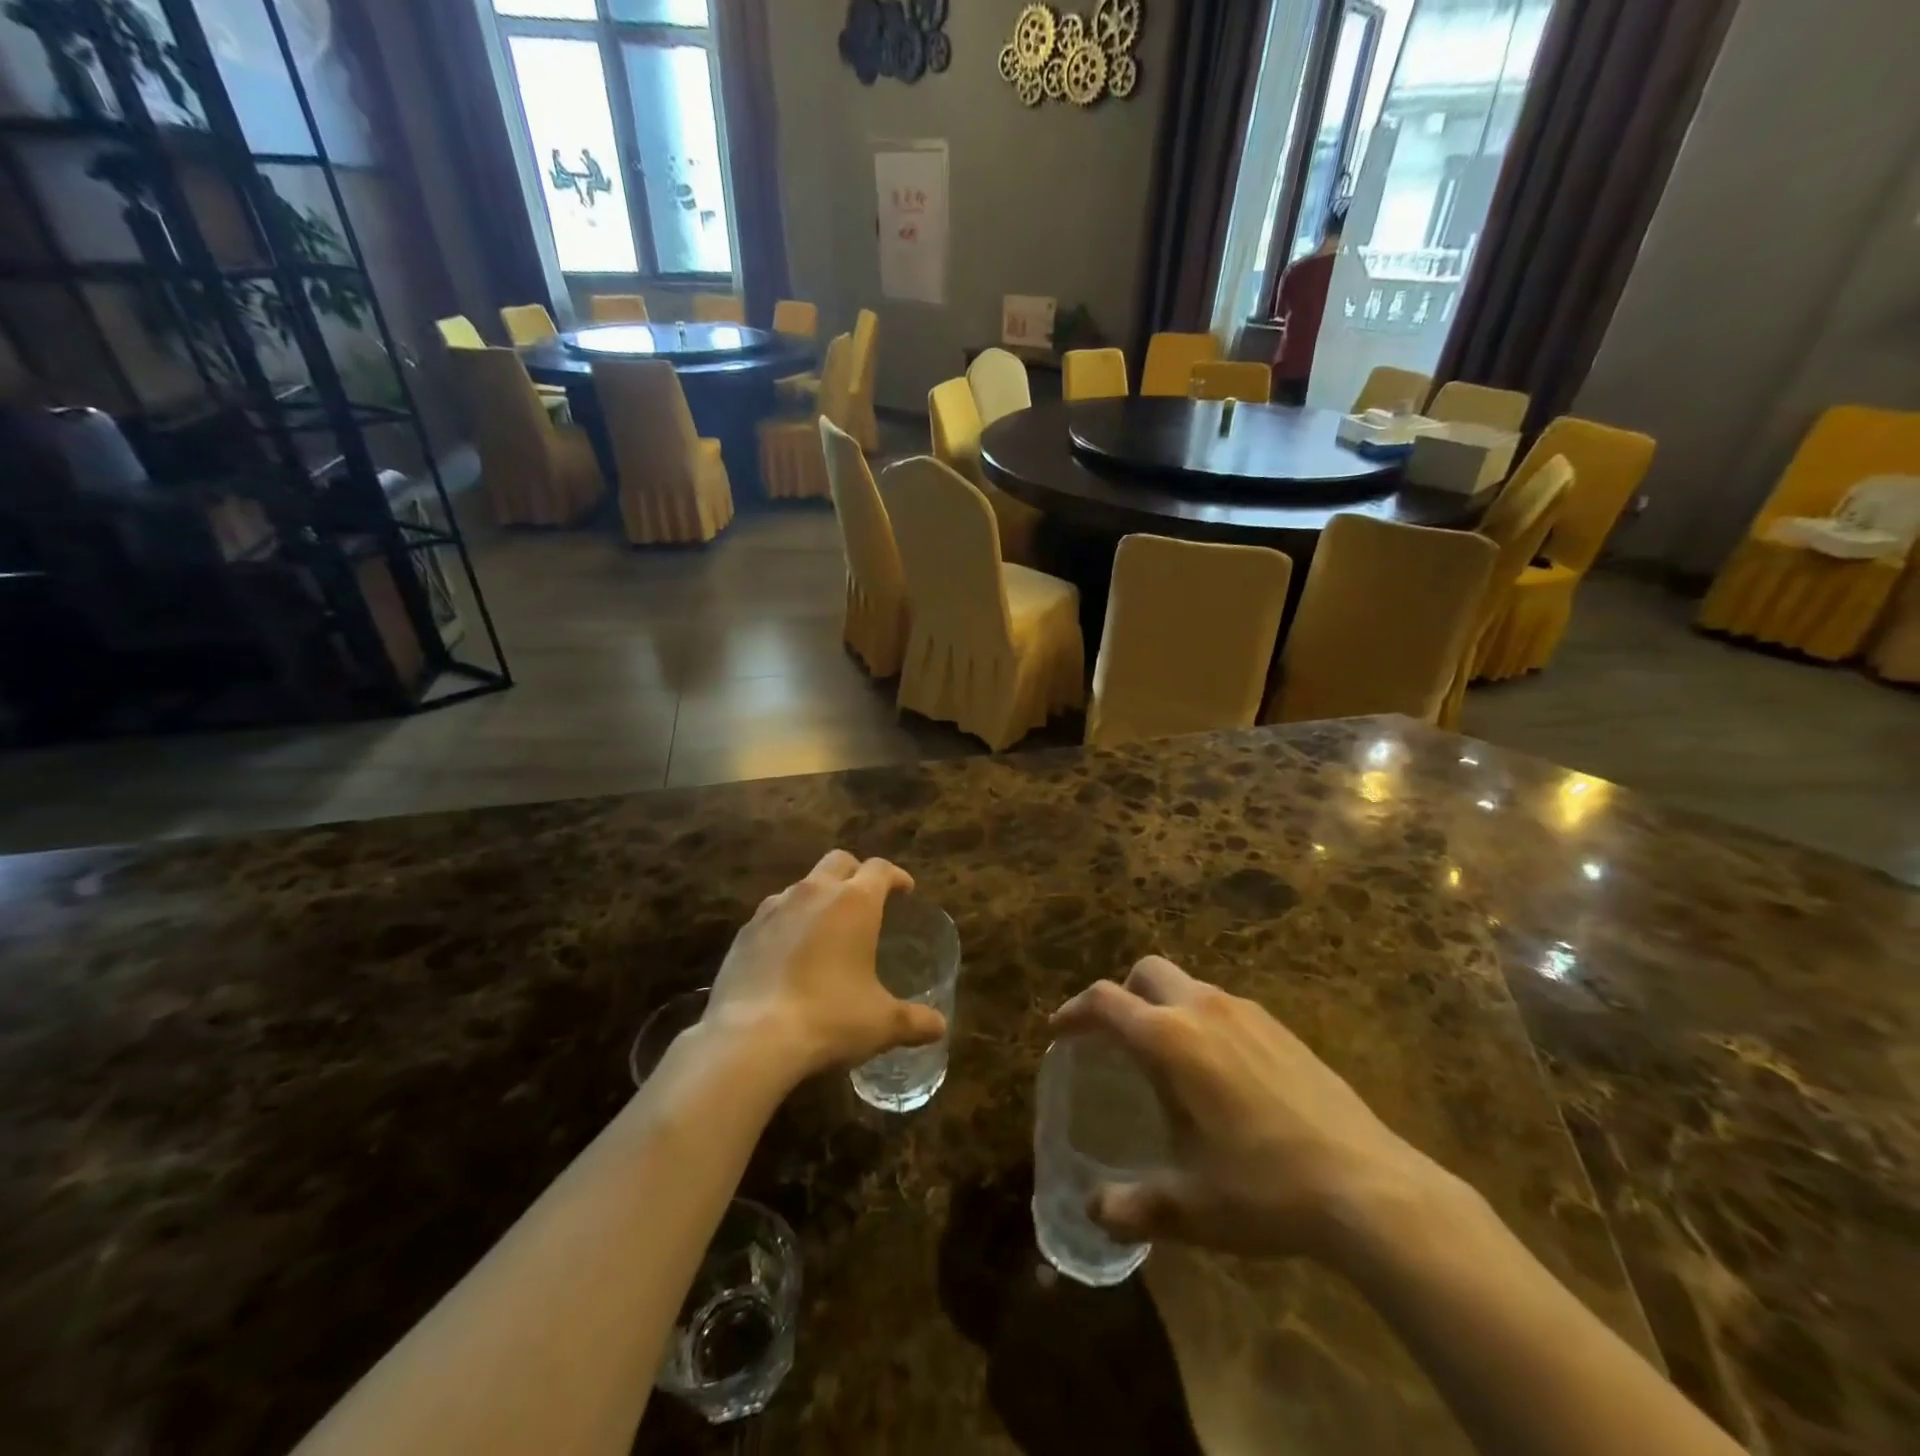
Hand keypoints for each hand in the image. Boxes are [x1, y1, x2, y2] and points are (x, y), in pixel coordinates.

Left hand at [705, 850, 946, 1078]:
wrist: (751, 1038)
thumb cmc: (829, 1018)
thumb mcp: (881, 1024)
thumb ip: (914, 1021)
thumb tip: (939, 1027)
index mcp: (855, 902)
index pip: (880, 869)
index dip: (896, 877)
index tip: (905, 891)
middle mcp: (814, 892)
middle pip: (839, 861)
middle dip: (856, 873)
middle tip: (866, 900)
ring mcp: (774, 908)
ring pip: (802, 885)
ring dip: (819, 896)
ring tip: (826, 928)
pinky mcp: (745, 931)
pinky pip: (773, 913)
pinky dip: (787, 923)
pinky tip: (789, 954)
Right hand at [1052, 957, 1443, 1261]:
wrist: (1370, 1186)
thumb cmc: (1265, 1189)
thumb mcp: (1191, 1207)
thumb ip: (1133, 1206)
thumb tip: (1094, 1210)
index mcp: (1170, 1039)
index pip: (1105, 1002)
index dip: (1074, 1011)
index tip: (1059, 1031)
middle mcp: (1204, 1010)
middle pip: (1147, 971)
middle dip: (1122, 994)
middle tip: (1115, 1038)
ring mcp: (1248, 1013)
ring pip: (1188, 986)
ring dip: (1164, 1006)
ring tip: (1167, 1060)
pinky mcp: (1282, 1028)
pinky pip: (1224, 1007)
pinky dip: (1202, 1022)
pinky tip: (1220, 1074)